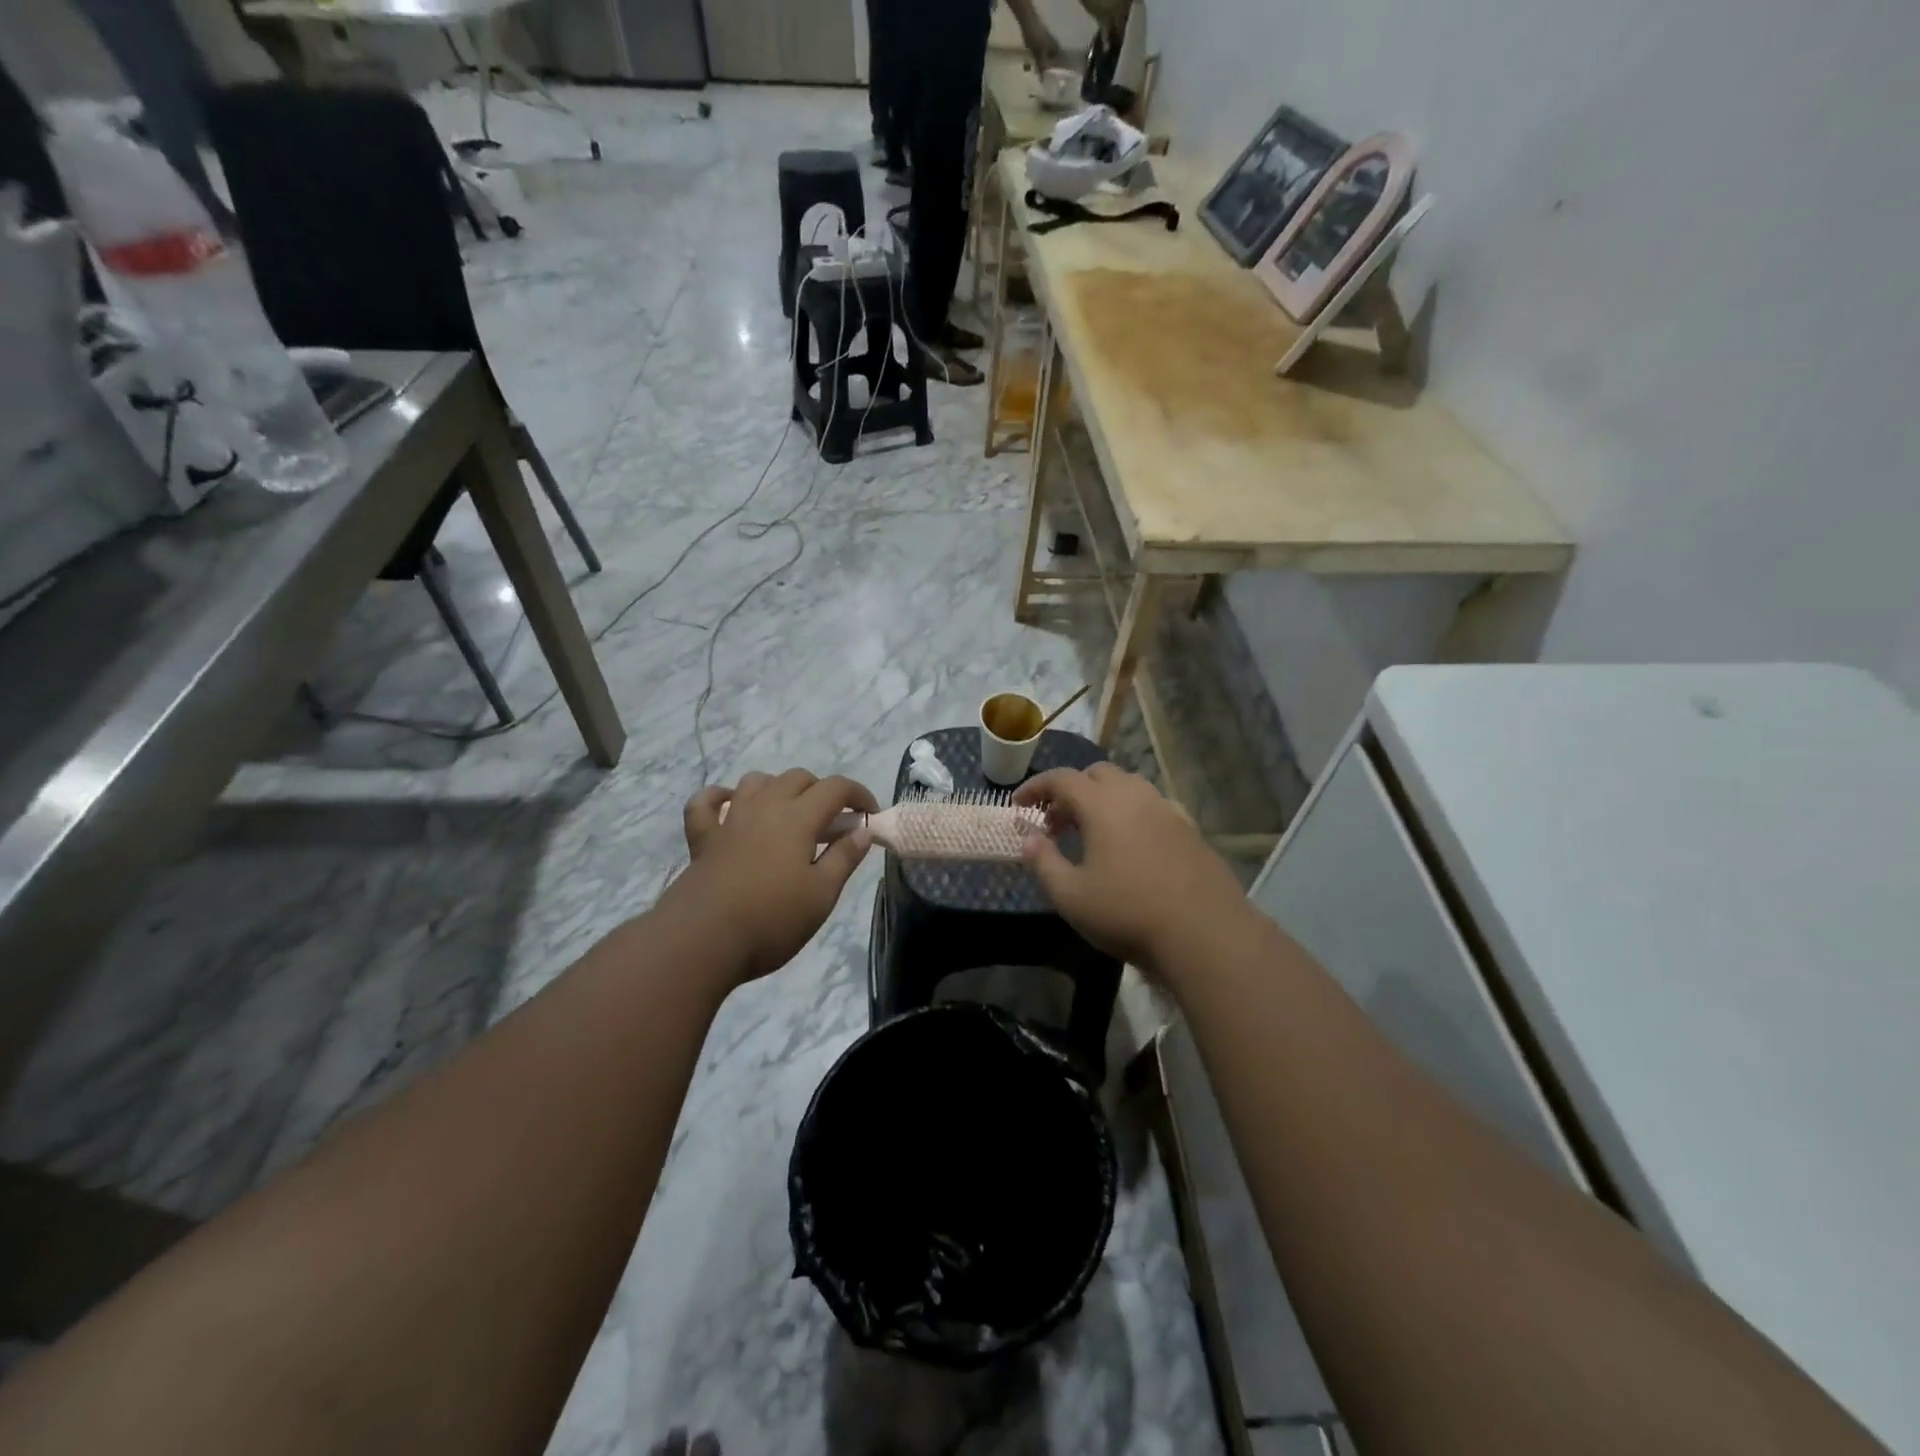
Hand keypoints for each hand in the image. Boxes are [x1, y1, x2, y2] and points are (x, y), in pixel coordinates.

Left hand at [671, 769, 879, 983]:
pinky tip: (730, 807)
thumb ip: (844, 858)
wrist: (701, 941)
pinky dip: (720, 798)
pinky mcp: (703, 838)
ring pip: (756, 782)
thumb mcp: (821, 895)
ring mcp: (730, 820)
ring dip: (778, 789)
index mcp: (798, 818)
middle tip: (833, 825)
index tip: (870, 817)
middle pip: (798, 778)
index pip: (836, 788)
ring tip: (789, 815)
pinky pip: (706, 803)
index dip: (859, 795)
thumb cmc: (771, 920)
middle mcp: (764, 807)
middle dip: (822, 792)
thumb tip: (862, 830)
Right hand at [1015, 764, 1250, 975]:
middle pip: (1096, 774)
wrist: (1204, 934)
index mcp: (1102, 805)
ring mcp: (1167, 810)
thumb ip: (1044, 863)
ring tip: (1091, 833)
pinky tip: (1131, 844)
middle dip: (1070, 791)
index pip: (1061, 779)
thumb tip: (1029, 840)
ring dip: (1102, 799)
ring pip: (1128, 786)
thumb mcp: (1071, 896)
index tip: (1018, 806)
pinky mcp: (1190, 829)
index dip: (1035, 788)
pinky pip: (1153, 806)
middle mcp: (1136, 796)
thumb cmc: (1128, 913)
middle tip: (1055, 823)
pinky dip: (1132, 813)